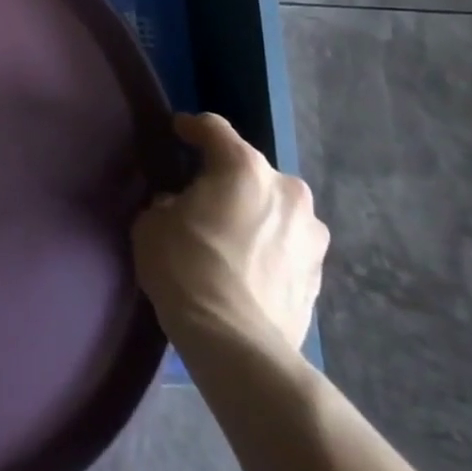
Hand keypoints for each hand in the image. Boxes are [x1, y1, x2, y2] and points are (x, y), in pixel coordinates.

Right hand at [132, 113, 326, 357]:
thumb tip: (181, 206)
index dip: (192, 128)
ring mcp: (311, 234)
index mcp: (244, 168)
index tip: (177, 131)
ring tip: (228, 235)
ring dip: (253, 214)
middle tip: (200, 195)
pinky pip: (285, 245)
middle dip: (227, 178)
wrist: (236, 343)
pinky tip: (245, 266)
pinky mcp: (319, 274)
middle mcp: (287, 191)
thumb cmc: (185, 267)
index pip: (214, 129)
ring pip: (274, 209)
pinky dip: (267, 247)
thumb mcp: (152, 223)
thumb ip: (168, 203)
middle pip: (250, 170)